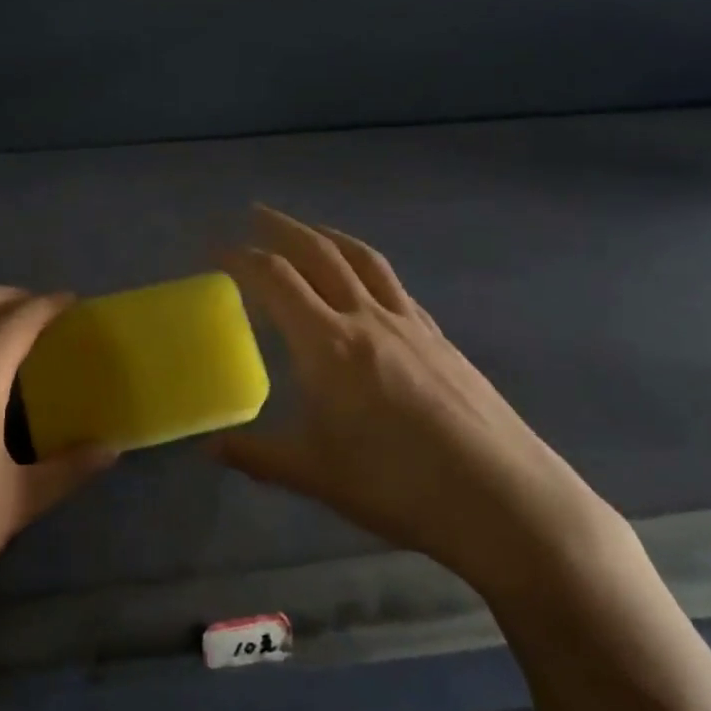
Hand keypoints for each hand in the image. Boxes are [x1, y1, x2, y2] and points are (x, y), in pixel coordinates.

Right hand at [215, 206, 620, 596]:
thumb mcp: (315, 475)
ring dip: (328, 235)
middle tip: (255, 212)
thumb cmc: (398, 485)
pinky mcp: (439, 337)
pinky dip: (367, 268)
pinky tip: (366, 283)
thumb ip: (256, 455)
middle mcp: (366, 318)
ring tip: (308, 229)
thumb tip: (208, 449)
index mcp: (328, 344)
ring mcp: (409, 323)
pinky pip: (393, 285)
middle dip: (282, 227)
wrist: (502, 498)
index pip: (275, 279)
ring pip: (362, 259)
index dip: (240, 256)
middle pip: (319, 253)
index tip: (215, 246)